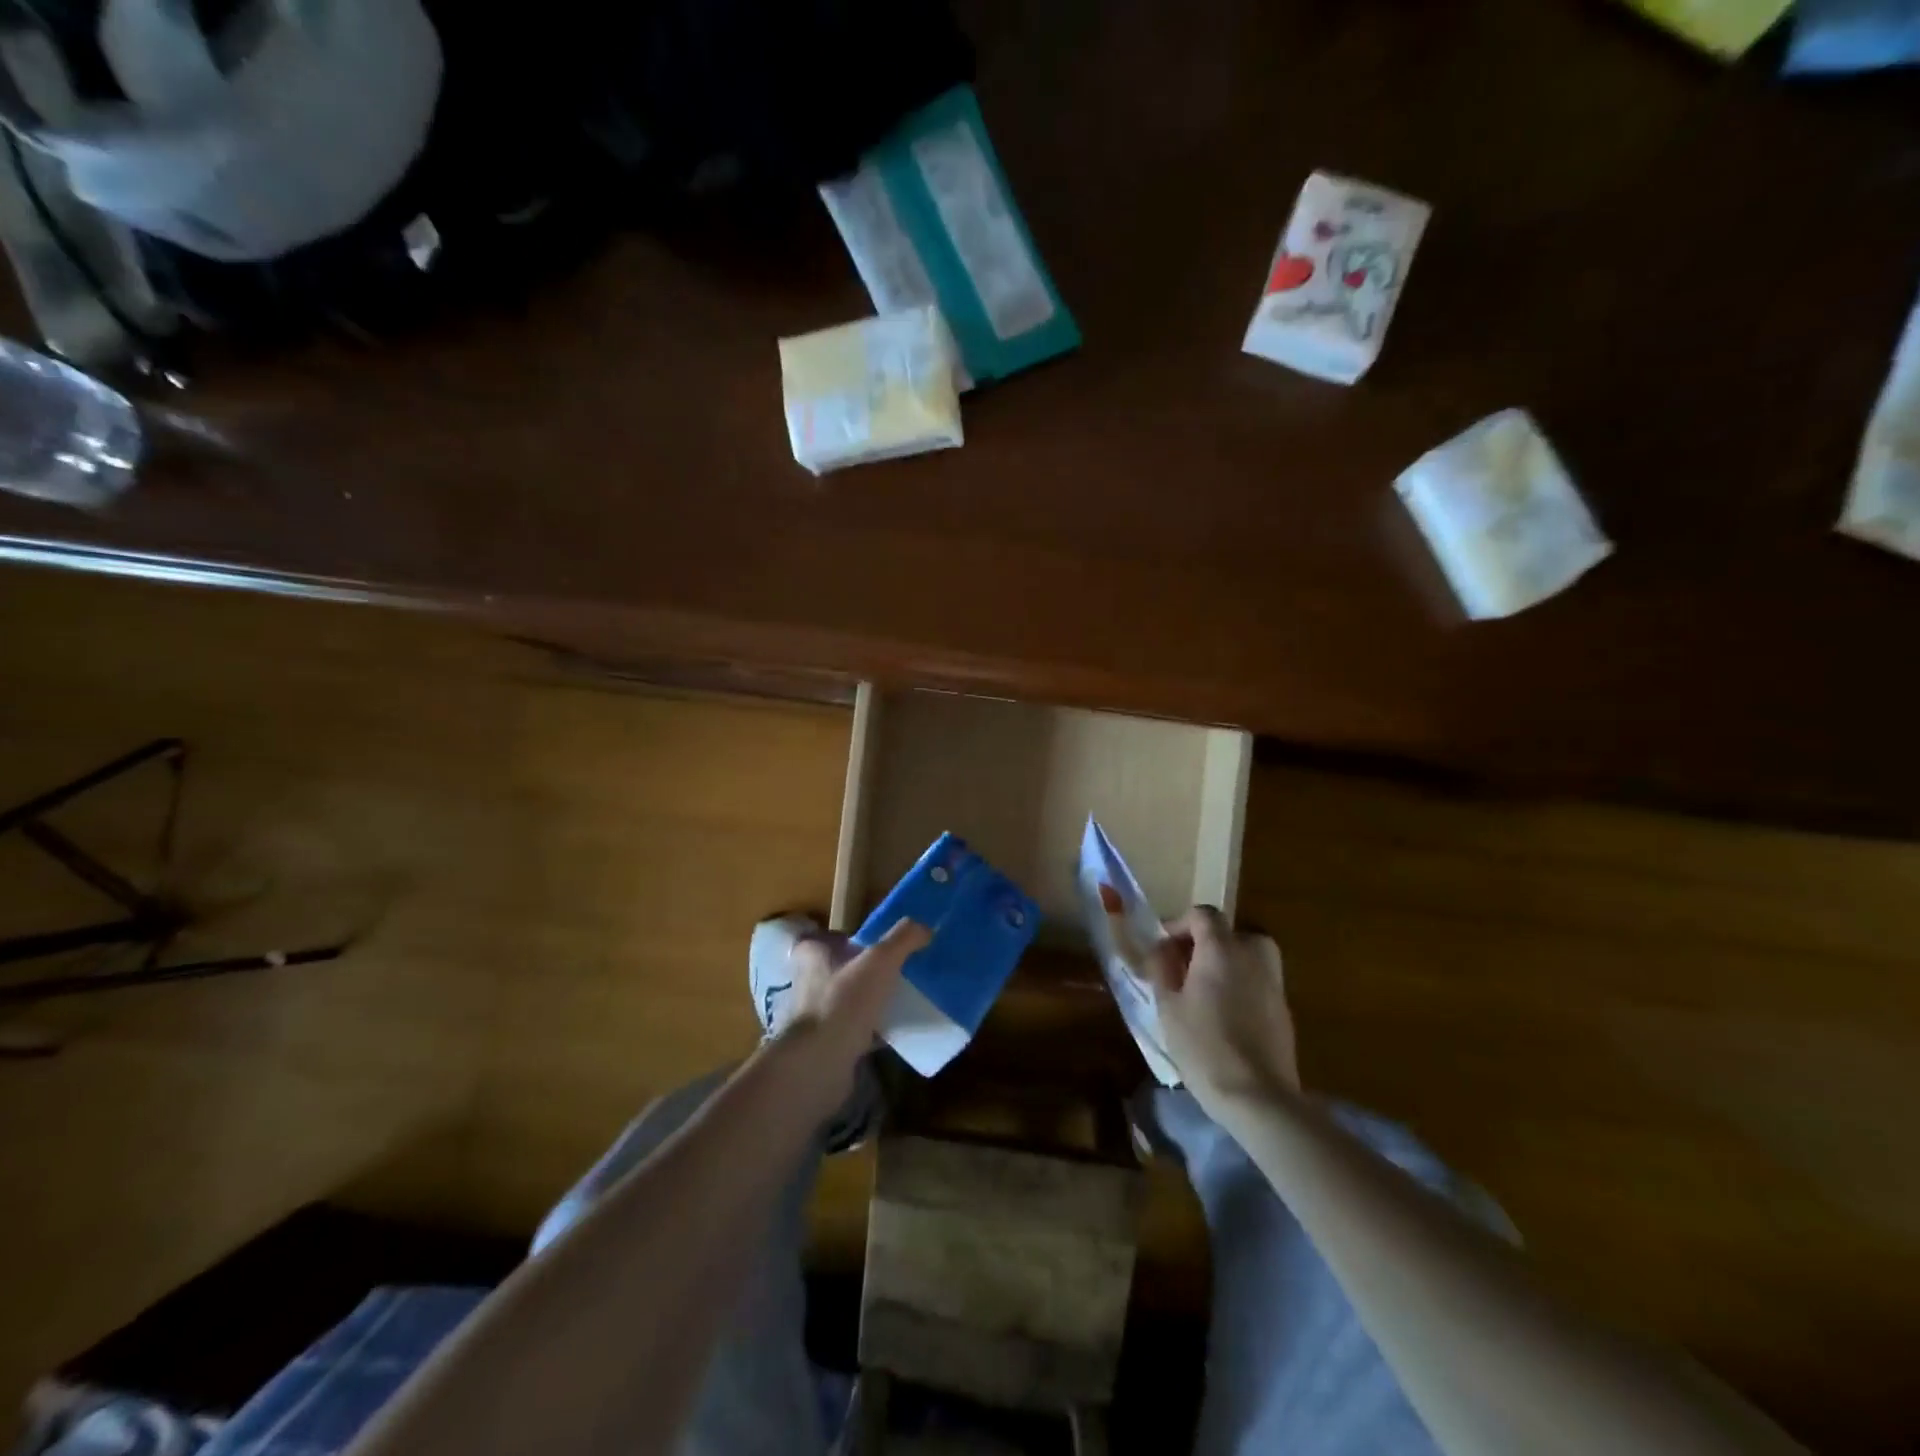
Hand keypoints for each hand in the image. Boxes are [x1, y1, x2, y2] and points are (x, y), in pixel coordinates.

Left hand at [767, 918, 929, 1120]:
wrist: (819, 1063)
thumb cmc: (843, 1001)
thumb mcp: (880, 961)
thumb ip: (902, 939)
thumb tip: (924, 926)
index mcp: (813, 957)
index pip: (820, 938)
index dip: (840, 937)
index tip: (867, 941)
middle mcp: (808, 983)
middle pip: (834, 969)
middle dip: (859, 969)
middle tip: (891, 969)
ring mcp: (815, 1017)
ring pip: (844, 1001)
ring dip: (865, 1000)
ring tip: (897, 998)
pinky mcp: (826, 1045)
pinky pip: (853, 1031)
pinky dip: (871, 1031)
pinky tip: (894, 1032)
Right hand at [1146, 907, 1298, 1118]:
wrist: (1257, 1096)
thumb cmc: (1203, 1046)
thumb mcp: (1167, 1006)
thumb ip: (1161, 969)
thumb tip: (1160, 948)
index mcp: (1220, 949)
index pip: (1203, 915)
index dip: (1180, 924)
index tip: (1164, 947)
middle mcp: (1252, 955)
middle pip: (1230, 932)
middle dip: (1206, 943)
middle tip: (1185, 968)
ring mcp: (1273, 982)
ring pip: (1249, 955)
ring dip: (1227, 963)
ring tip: (1206, 990)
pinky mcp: (1284, 1009)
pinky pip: (1259, 981)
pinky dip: (1242, 985)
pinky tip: (1226, 1014)